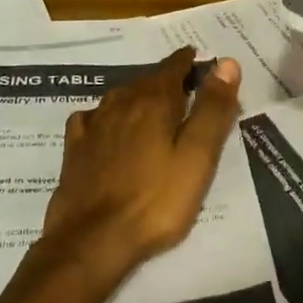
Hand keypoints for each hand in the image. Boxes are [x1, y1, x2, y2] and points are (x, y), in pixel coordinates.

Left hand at [39, 47, 242, 285]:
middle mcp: (122, 103)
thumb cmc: (156, 200)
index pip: (174, 66)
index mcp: (155, 101)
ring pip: (120, 96)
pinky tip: (107, 126)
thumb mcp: (198, 156)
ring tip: (151, 105)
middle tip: (185, 88)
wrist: (92, 241)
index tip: (200, 61)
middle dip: (167, 79)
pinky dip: (105, 115)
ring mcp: (94, 125)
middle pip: (148, 80)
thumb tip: (227, 62)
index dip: (189, 62)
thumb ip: (213, 109)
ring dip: (138, 94)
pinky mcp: (75, 148)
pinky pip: (92, 117)